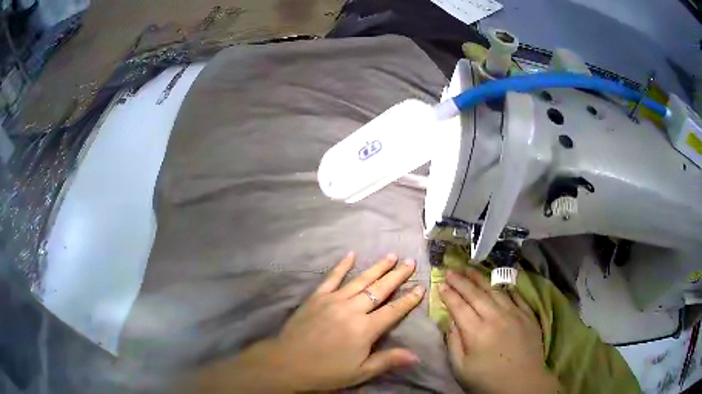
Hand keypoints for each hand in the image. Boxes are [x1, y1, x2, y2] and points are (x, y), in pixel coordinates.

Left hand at [198, 252, 424, 392]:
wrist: (288, 362)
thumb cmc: (326, 371)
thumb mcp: (360, 372)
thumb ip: (388, 360)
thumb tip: (417, 355)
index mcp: (365, 329)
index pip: (394, 310)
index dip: (409, 299)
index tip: (421, 287)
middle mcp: (353, 309)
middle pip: (380, 289)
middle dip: (397, 275)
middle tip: (410, 262)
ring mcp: (333, 300)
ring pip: (360, 280)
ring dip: (377, 267)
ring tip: (391, 256)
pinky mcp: (317, 296)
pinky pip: (332, 277)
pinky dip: (342, 265)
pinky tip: (351, 254)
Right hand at [439, 270, 560, 393]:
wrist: (523, 383)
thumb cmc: (488, 380)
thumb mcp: (461, 369)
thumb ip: (453, 343)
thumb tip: (450, 322)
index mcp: (476, 331)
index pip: (459, 307)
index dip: (449, 294)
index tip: (439, 284)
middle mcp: (495, 317)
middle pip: (475, 294)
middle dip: (461, 281)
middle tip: (450, 270)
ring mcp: (514, 313)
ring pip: (495, 290)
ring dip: (480, 278)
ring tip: (469, 268)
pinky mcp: (528, 314)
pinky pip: (515, 295)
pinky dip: (504, 287)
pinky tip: (498, 282)